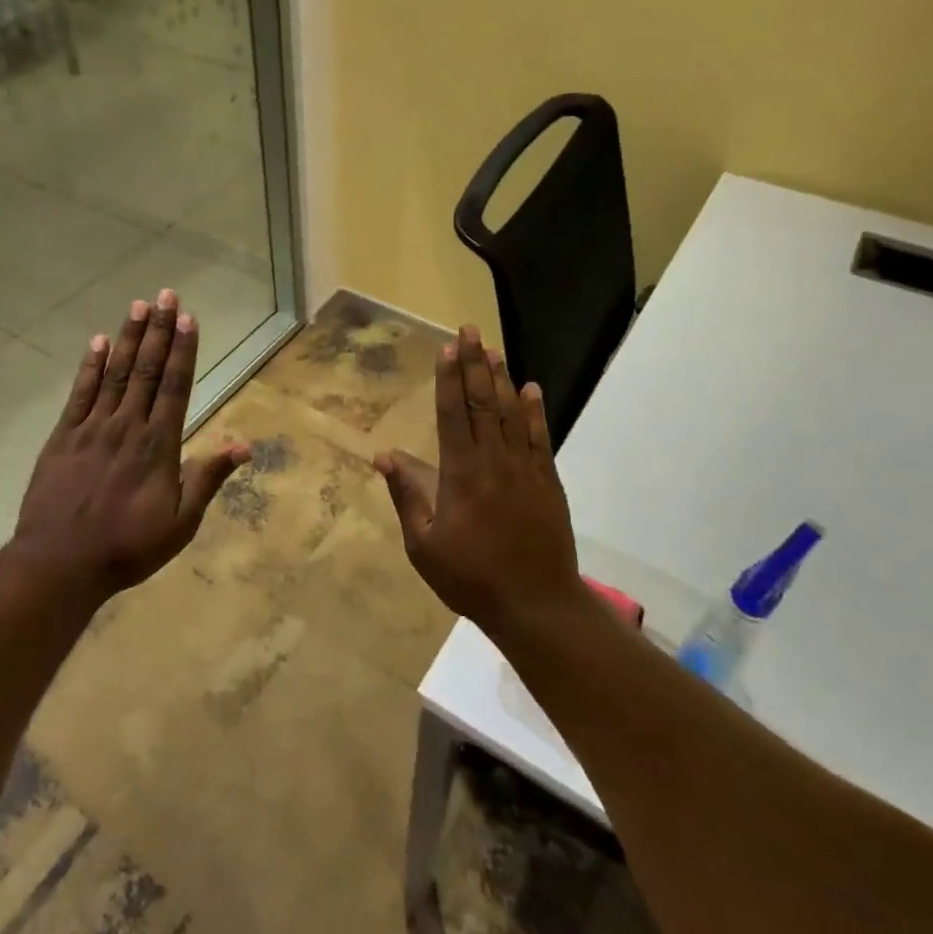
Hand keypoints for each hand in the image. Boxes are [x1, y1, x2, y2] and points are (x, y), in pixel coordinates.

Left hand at [10, 289, 249, 600]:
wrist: (60, 564)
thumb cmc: (127, 547)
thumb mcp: (180, 523)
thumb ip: (208, 479)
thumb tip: (244, 445)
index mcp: (158, 446)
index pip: (174, 387)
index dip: (182, 351)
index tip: (187, 318)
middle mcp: (127, 427)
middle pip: (145, 371)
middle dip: (158, 331)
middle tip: (165, 295)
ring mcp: (92, 429)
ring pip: (114, 374)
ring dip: (127, 338)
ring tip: (137, 306)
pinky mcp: (63, 438)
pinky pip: (79, 395)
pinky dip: (89, 367)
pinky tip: (97, 343)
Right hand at [375, 327, 581, 636]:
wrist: (535, 603)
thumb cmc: (471, 577)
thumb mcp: (424, 545)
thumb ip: (407, 496)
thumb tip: (384, 456)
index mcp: (461, 473)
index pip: (453, 414)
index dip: (449, 378)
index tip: (447, 348)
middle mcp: (494, 460)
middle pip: (482, 402)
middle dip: (474, 364)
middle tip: (470, 330)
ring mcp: (525, 468)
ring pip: (511, 413)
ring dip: (501, 379)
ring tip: (493, 349)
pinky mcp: (548, 481)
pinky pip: (539, 437)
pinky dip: (534, 411)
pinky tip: (531, 389)